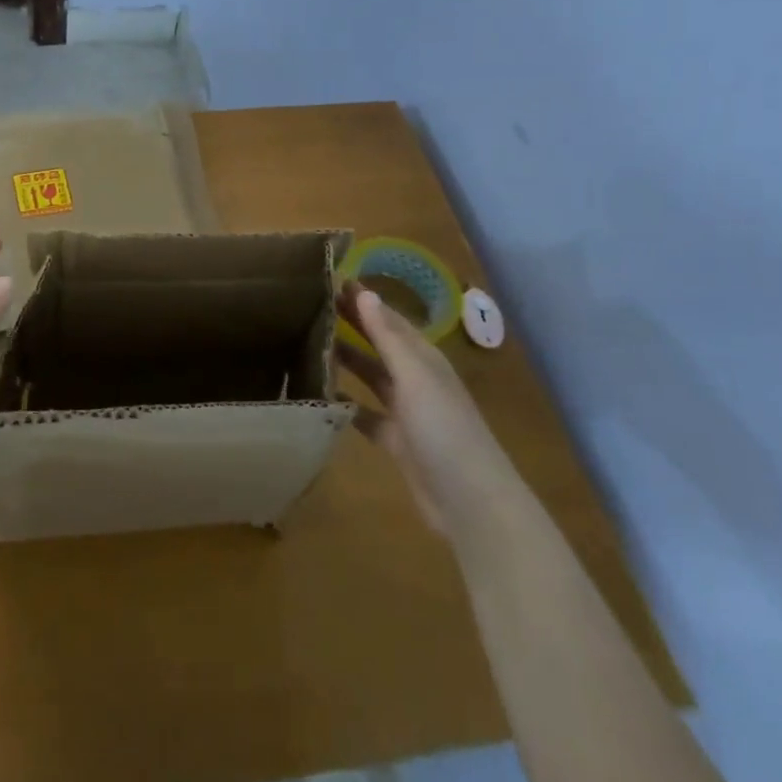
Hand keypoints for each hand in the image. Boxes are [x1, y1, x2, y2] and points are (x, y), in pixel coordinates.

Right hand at [332, 286, 517, 531]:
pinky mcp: (397, 442)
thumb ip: (388, 337)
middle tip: (313, 303)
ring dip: (347, 359)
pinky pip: (366, 415)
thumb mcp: (415, 377)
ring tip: (309, 342)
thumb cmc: (445, 430)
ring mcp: (407, 412)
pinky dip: (347, 404)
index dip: (364, 300)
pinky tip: (322, 395)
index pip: (389, 318)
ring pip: (371, 376)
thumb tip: (365, 293)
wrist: (472, 503)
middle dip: (353, 323)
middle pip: (379, 344)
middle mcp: (416, 380)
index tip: (333, 278)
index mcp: (424, 359)